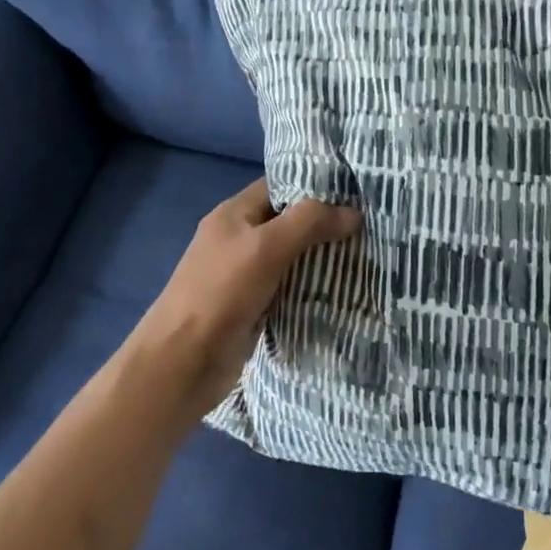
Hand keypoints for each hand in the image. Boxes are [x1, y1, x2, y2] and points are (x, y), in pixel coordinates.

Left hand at [129, 178, 361, 419]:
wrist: (181, 364)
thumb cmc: (220, 293)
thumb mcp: (266, 247)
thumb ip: (309, 222)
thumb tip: (354, 212)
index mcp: (234, 213)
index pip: (280, 186)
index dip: (315, 185)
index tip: (355, 190)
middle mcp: (238, 238)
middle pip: (288, 221)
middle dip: (324, 223)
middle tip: (370, 224)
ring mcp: (243, 275)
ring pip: (290, 256)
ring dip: (321, 258)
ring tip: (366, 253)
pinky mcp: (252, 307)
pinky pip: (288, 288)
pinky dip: (311, 288)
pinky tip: (342, 289)